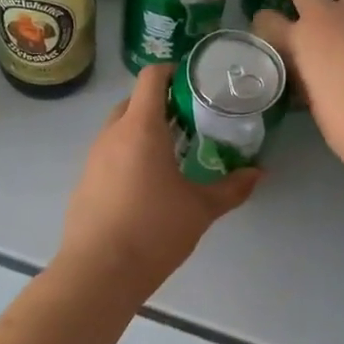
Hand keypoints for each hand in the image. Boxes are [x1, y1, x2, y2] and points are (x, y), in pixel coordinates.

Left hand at [56, 62, 258, 293]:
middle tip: (191, 122)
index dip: (173, 71)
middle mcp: (112, 134)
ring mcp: (92, 158)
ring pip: (119, 129)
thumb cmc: (154, 230)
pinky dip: (128, 156)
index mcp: (140, 127)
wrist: (99, 272)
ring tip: (172, 153)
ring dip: (143, 131)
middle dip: (160, 104)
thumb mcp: (201, 209)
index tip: (195, 83)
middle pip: (134, 101)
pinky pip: (108, 155)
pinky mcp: (84, 182)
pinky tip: (146, 185)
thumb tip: (259, 173)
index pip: (151, 77)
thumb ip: (232, 188)